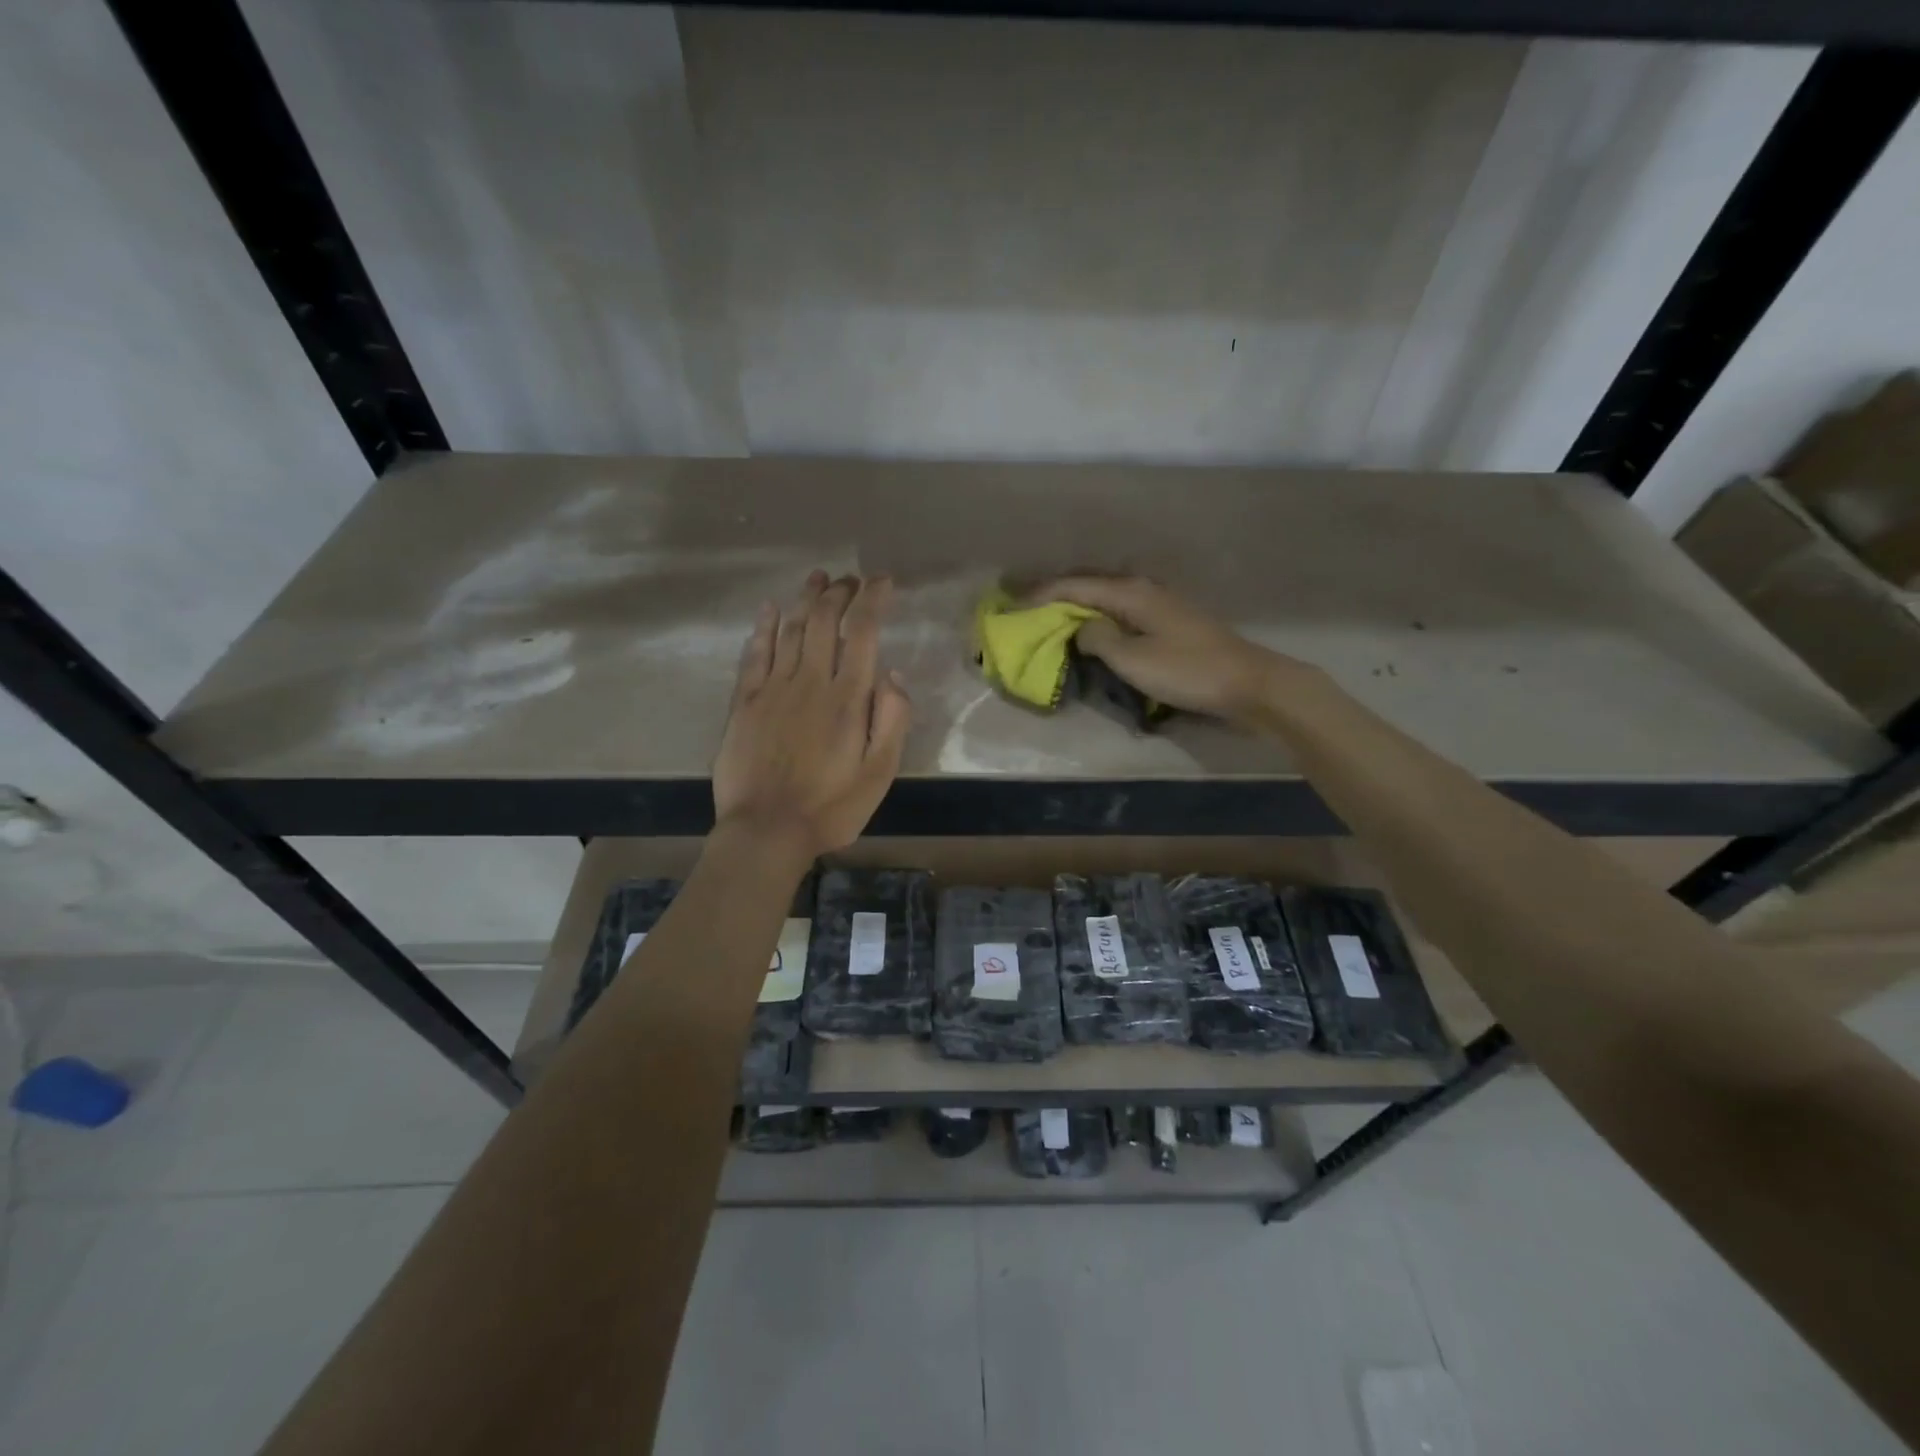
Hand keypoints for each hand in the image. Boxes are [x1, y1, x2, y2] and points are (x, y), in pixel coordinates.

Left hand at [713, 571, 911, 857]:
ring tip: (818, 578)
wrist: (766, 831)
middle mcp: (810, 681)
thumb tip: (892, 674)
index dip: (873, 600)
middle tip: (851, 580)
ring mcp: (773, 689)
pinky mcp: (745, 702)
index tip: (883, 582)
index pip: (862, 632)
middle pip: (823, 621)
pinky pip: (754, 654)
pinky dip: (763, 627)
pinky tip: (769, 610)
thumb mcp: (880, 773)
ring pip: (789, 629)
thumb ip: (892, 720)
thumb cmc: (831, 807)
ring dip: (805, 599)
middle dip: (840, 593)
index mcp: (848, 698)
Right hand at [1034, 575, 1287, 722]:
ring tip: (1050, 617)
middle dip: (1055, 594)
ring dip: (1076, 604)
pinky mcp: (1168, 620)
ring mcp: (1158, 602)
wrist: (1247, 683)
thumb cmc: (1187, 671)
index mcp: (1130, 592)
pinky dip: (1098, 616)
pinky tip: (1090, 628)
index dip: (1040, 594)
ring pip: (1105, 596)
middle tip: (1025, 607)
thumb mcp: (1133, 660)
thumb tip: (1080, 629)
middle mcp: (1142, 588)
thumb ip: (1098, 639)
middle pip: (1088, 584)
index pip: (1073, 585)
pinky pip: (1120, 610)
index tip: (1011, 604)